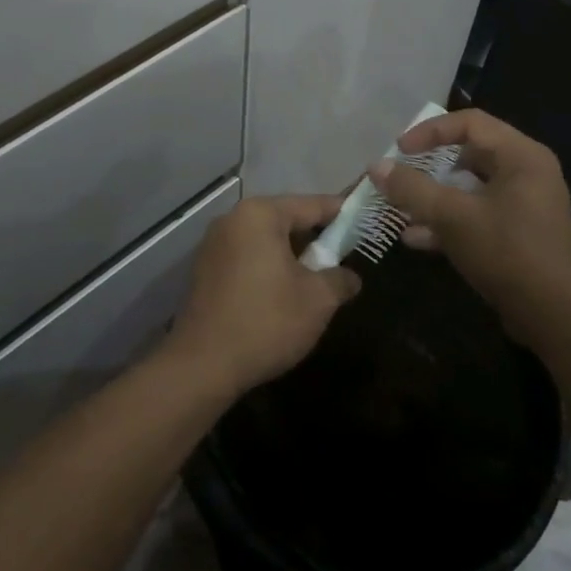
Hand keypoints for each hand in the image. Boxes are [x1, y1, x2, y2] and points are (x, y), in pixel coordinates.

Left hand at [161, 196, 359, 395]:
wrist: (203, 365)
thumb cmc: (266, 322)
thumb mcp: (318, 300)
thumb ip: (340, 278)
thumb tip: (350, 276)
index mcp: (260, 214)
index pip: (312, 204)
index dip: (343, 214)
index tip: (367, 222)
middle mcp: (233, 219)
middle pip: (286, 219)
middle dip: (316, 237)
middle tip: (345, 256)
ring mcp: (214, 244)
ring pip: (266, 240)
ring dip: (292, 255)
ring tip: (318, 277)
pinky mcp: (205, 269)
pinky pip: (248, 257)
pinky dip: (269, 267)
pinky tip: (284, 292)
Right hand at [368, 109, 570, 345]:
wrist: (553, 315)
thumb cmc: (506, 252)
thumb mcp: (452, 217)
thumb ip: (412, 189)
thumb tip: (375, 167)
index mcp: (521, 156)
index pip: (470, 123)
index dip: (430, 131)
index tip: (399, 150)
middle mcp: (528, 172)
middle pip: (471, 153)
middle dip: (431, 165)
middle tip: (403, 174)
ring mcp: (526, 204)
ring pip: (472, 187)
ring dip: (436, 196)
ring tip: (403, 208)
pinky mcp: (520, 232)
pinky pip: (479, 213)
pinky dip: (451, 220)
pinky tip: (417, 238)